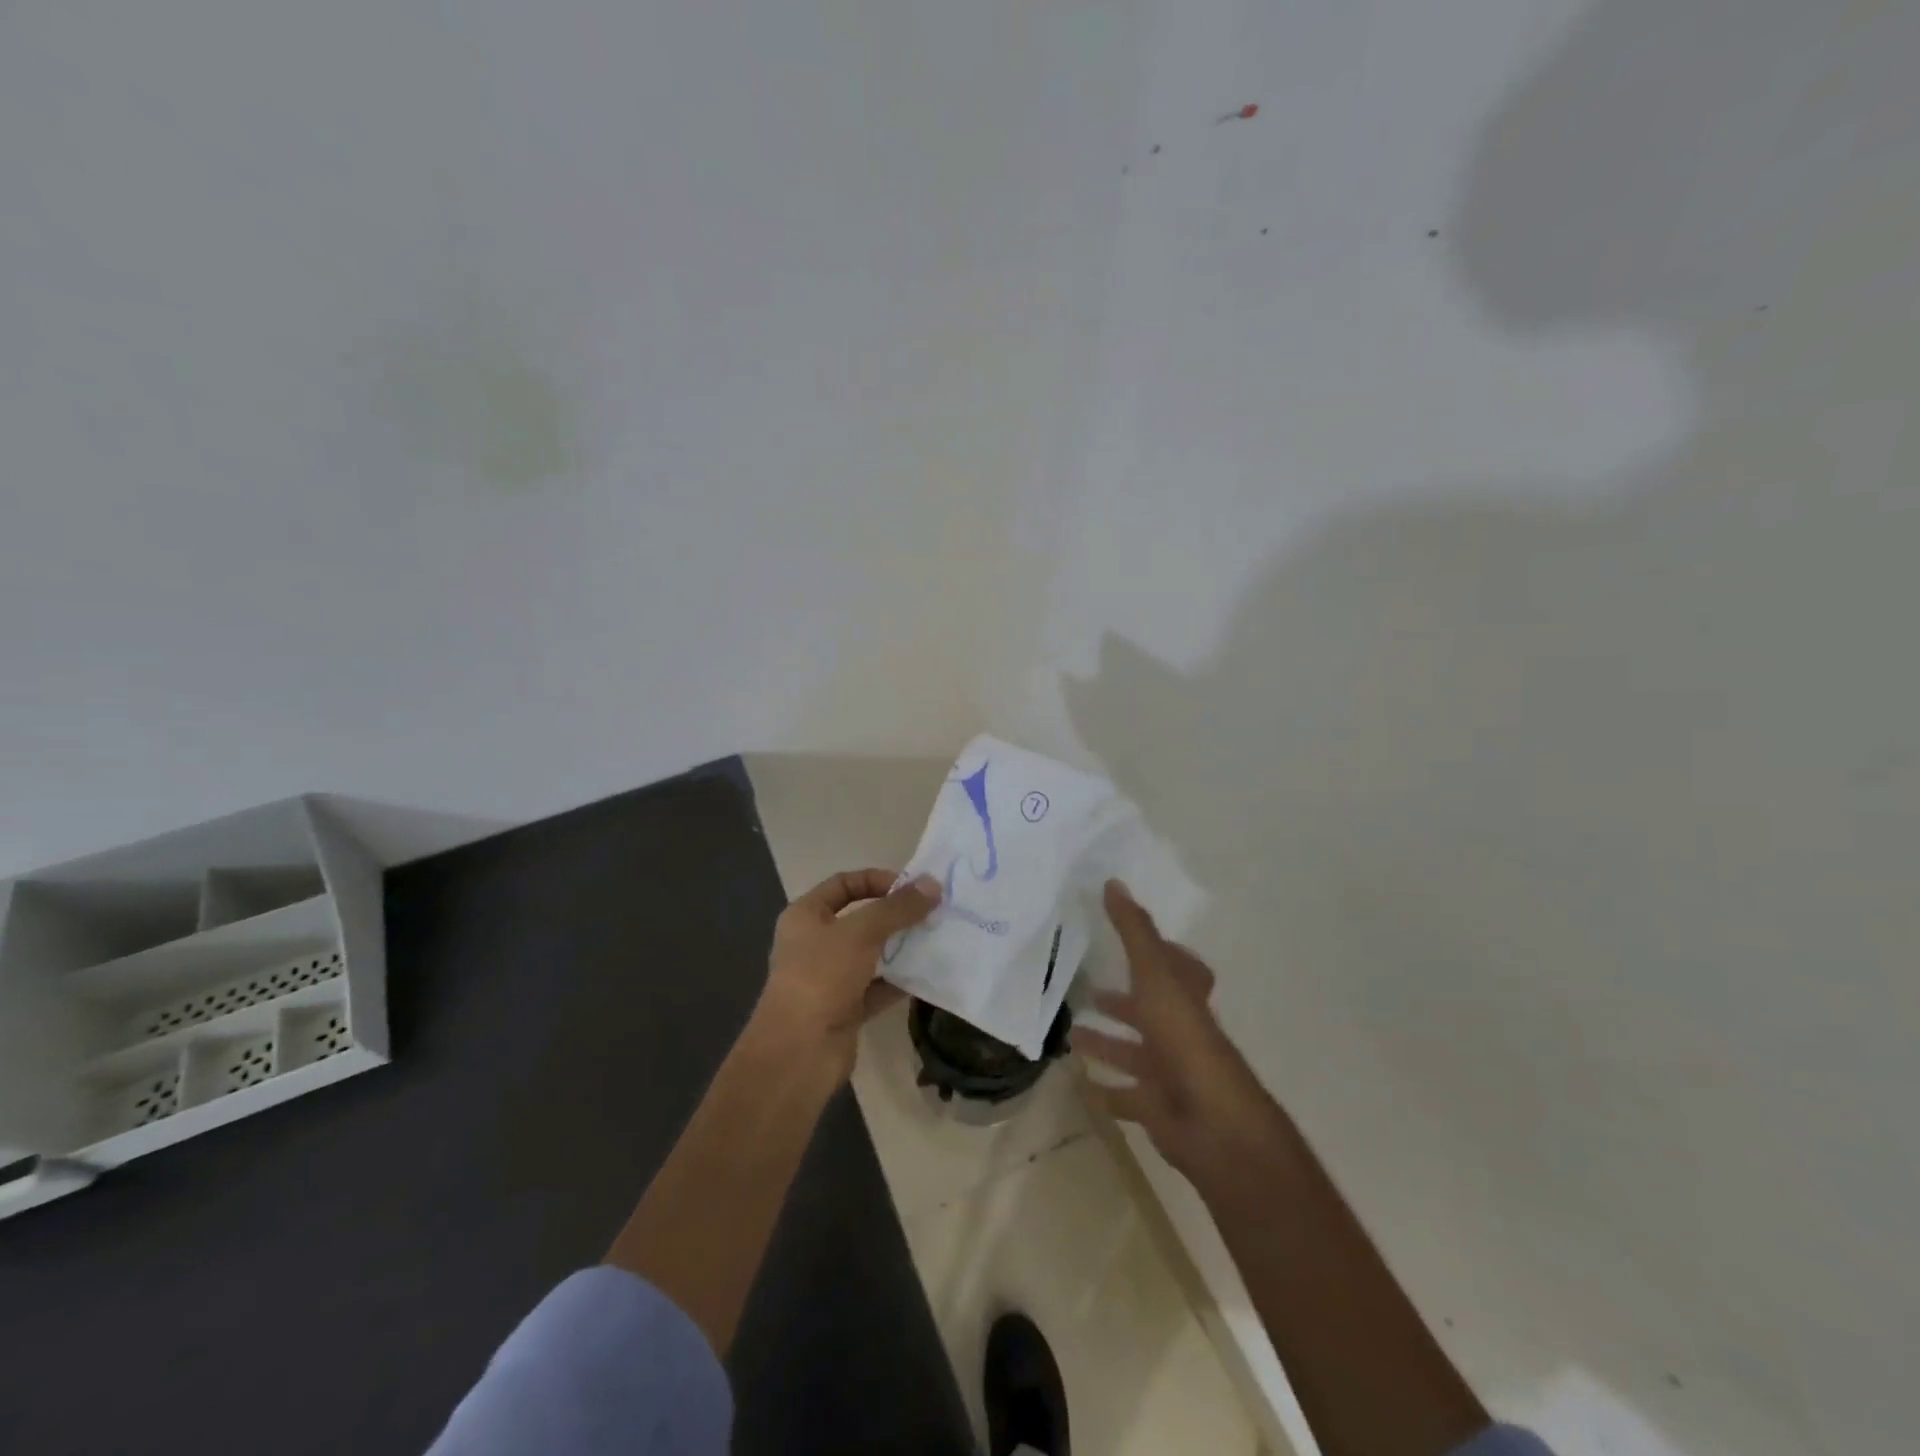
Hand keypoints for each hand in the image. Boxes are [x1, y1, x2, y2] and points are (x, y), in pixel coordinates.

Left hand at [753, 868, 941, 1079]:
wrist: (798, 1052)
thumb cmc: (821, 977)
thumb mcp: (861, 932)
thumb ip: (898, 908)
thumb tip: (933, 884)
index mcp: (805, 916)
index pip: (844, 884)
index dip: (877, 880)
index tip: (912, 887)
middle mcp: (815, 943)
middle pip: (861, 919)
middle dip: (895, 915)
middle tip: (933, 912)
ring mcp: (830, 978)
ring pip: (872, 954)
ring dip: (901, 947)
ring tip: (937, 938)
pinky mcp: (846, 1008)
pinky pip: (878, 987)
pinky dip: (900, 980)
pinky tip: (928, 973)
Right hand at [1070, 881, 1279, 1187]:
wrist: (1213, 1125)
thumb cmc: (1184, 1041)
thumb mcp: (1155, 977)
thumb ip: (1134, 933)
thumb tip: (1113, 882)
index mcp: (1184, 998)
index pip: (1177, 968)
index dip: (1159, 953)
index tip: (1129, 942)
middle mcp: (1179, 1032)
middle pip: (1149, 1011)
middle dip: (1121, 1002)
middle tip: (1086, 990)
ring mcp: (1170, 1072)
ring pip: (1134, 1053)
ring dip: (1106, 1042)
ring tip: (1070, 1034)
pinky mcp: (1158, 1109)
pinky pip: (1127, 1097)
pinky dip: (1107, 1090)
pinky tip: (1082, 1084)